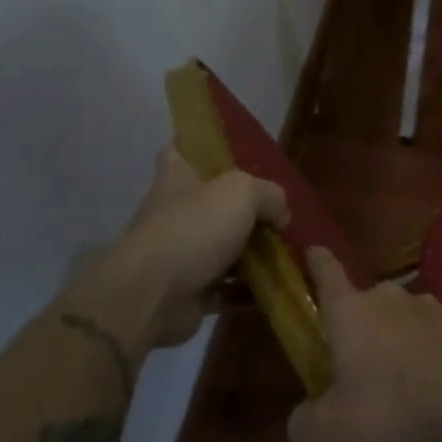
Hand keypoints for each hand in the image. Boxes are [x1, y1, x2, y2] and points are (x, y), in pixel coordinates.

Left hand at [71, 145, 288, 348]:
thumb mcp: (243, 192)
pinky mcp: (189, 292)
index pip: (179, 150)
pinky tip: (278, 286)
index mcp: (177, 178)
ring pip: (223, 247)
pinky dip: (249, 290)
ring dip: (252, 252)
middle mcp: (175, 213)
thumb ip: (270, 195)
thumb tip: (281, 216)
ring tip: (289, 251)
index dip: (196, 144)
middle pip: (211, 202)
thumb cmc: (193, 228)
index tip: (225, 149)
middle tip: (280, 210)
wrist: (152, 297)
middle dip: (244, 207)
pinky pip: (227, 288)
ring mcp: (181, 254)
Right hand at [287, 246, 441, 441]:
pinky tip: (428, 388)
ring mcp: (428, 308)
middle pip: (366, 305)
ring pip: (401, 321)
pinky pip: (430, 339)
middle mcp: (388, 298)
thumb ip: (306, 422)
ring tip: (395, 383)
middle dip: (359, 327)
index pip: (328, 275)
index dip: (318, 262)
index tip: (314, 247)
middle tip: (353, 361)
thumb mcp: (331, 433)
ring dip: (395, 343)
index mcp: (350, 311)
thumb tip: (303, 415)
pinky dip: (424, 357)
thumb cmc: (391, 407)